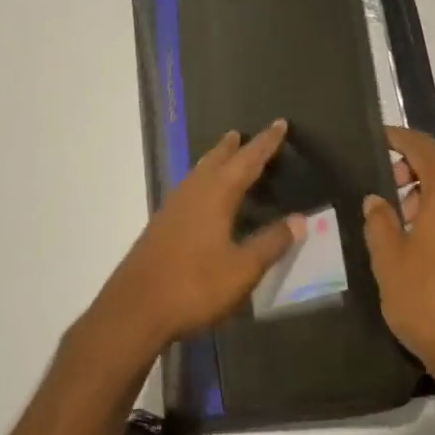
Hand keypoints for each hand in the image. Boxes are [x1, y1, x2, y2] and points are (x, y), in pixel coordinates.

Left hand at [91, 120, 304, 356]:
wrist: (135, 310)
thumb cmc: (195, 286)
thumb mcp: (243, 269)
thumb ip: (271, 243)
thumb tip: (299, 219)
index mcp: (216, 195)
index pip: (247, 161)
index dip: (266, 144)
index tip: (279, 124)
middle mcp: (192, 193)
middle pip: (215, 161)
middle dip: (232, 148)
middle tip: (241, 134)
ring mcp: (171, 209)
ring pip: (197, 174)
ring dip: (212, 162)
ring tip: (222, 157)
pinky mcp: (160, 227)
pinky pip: (186, 191)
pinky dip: (200, 182)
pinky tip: (200, 198)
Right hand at [363, 126, 434, 383]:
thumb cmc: (428, 301)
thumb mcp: (389, 261)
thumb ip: (379, 222)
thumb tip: (377, 200)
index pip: (424, 146)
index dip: (398, 138)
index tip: (377, 139)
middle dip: (421, 157)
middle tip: (393, 182)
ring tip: (405, 215)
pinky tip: (426, 235)